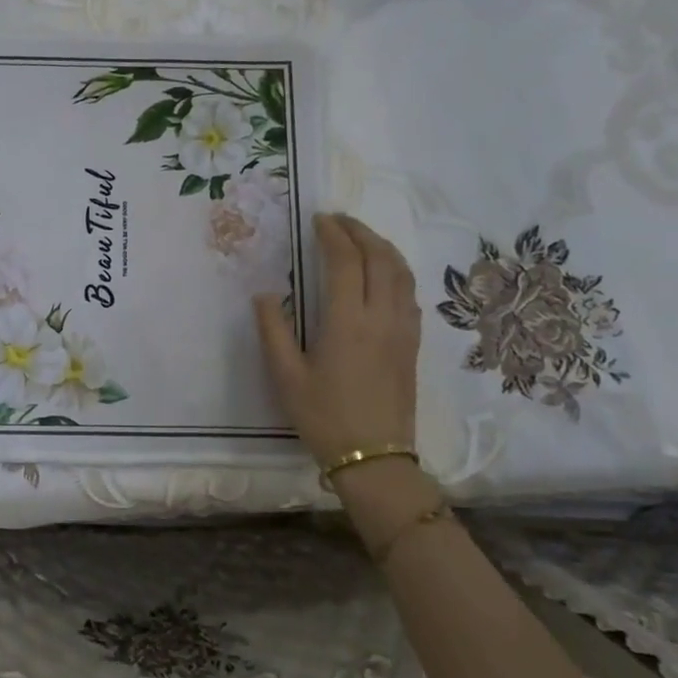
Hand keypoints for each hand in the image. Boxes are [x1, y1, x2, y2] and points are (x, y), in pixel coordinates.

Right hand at [253, 212, 420, 462]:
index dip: (333, 235)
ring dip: (382, 247)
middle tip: (339, 220)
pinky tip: (384, 276)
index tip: (318, 219)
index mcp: (348, 322)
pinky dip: (396, 272)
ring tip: (362, 238)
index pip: (345, 262)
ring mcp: (403, 330)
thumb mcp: (286, 376)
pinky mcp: (412, 344)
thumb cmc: (323, 417)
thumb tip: (265, 295)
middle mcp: (382, 317)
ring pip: (402, 273)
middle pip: (380, 259)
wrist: (374, 458)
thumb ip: (273, 331)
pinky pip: (409, 294)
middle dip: (361, 232)